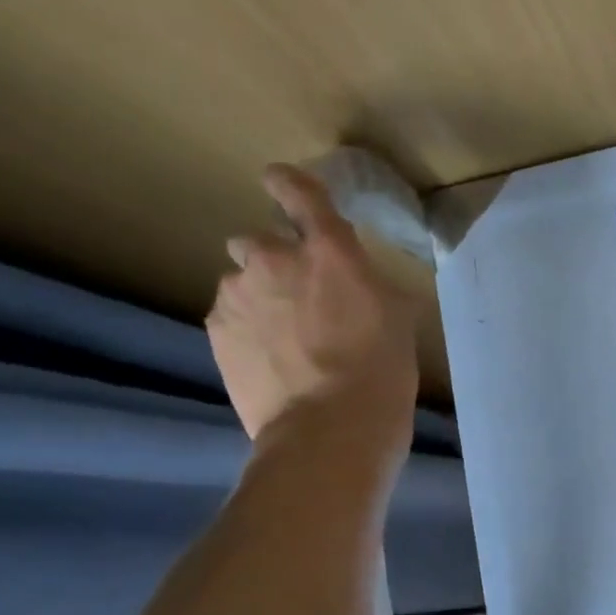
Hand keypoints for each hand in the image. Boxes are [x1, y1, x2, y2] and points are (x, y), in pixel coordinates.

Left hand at [208, 163, 419, 459]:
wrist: (329, 429)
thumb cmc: (381, 373)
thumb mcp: (399, 319)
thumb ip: (371, 284)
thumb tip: (359, 281)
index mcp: (328, 251)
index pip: (298, 191)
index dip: (290, 185)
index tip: (284, 187)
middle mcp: (274, 259)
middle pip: (259, 241)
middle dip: (276, 262)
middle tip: (302, 300)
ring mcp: (237, 295)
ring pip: (242, 283)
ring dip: (260, 298)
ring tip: (286, 341)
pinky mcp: (216, 331)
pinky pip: (230, 317)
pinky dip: (247, 330)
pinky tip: (272, 362)